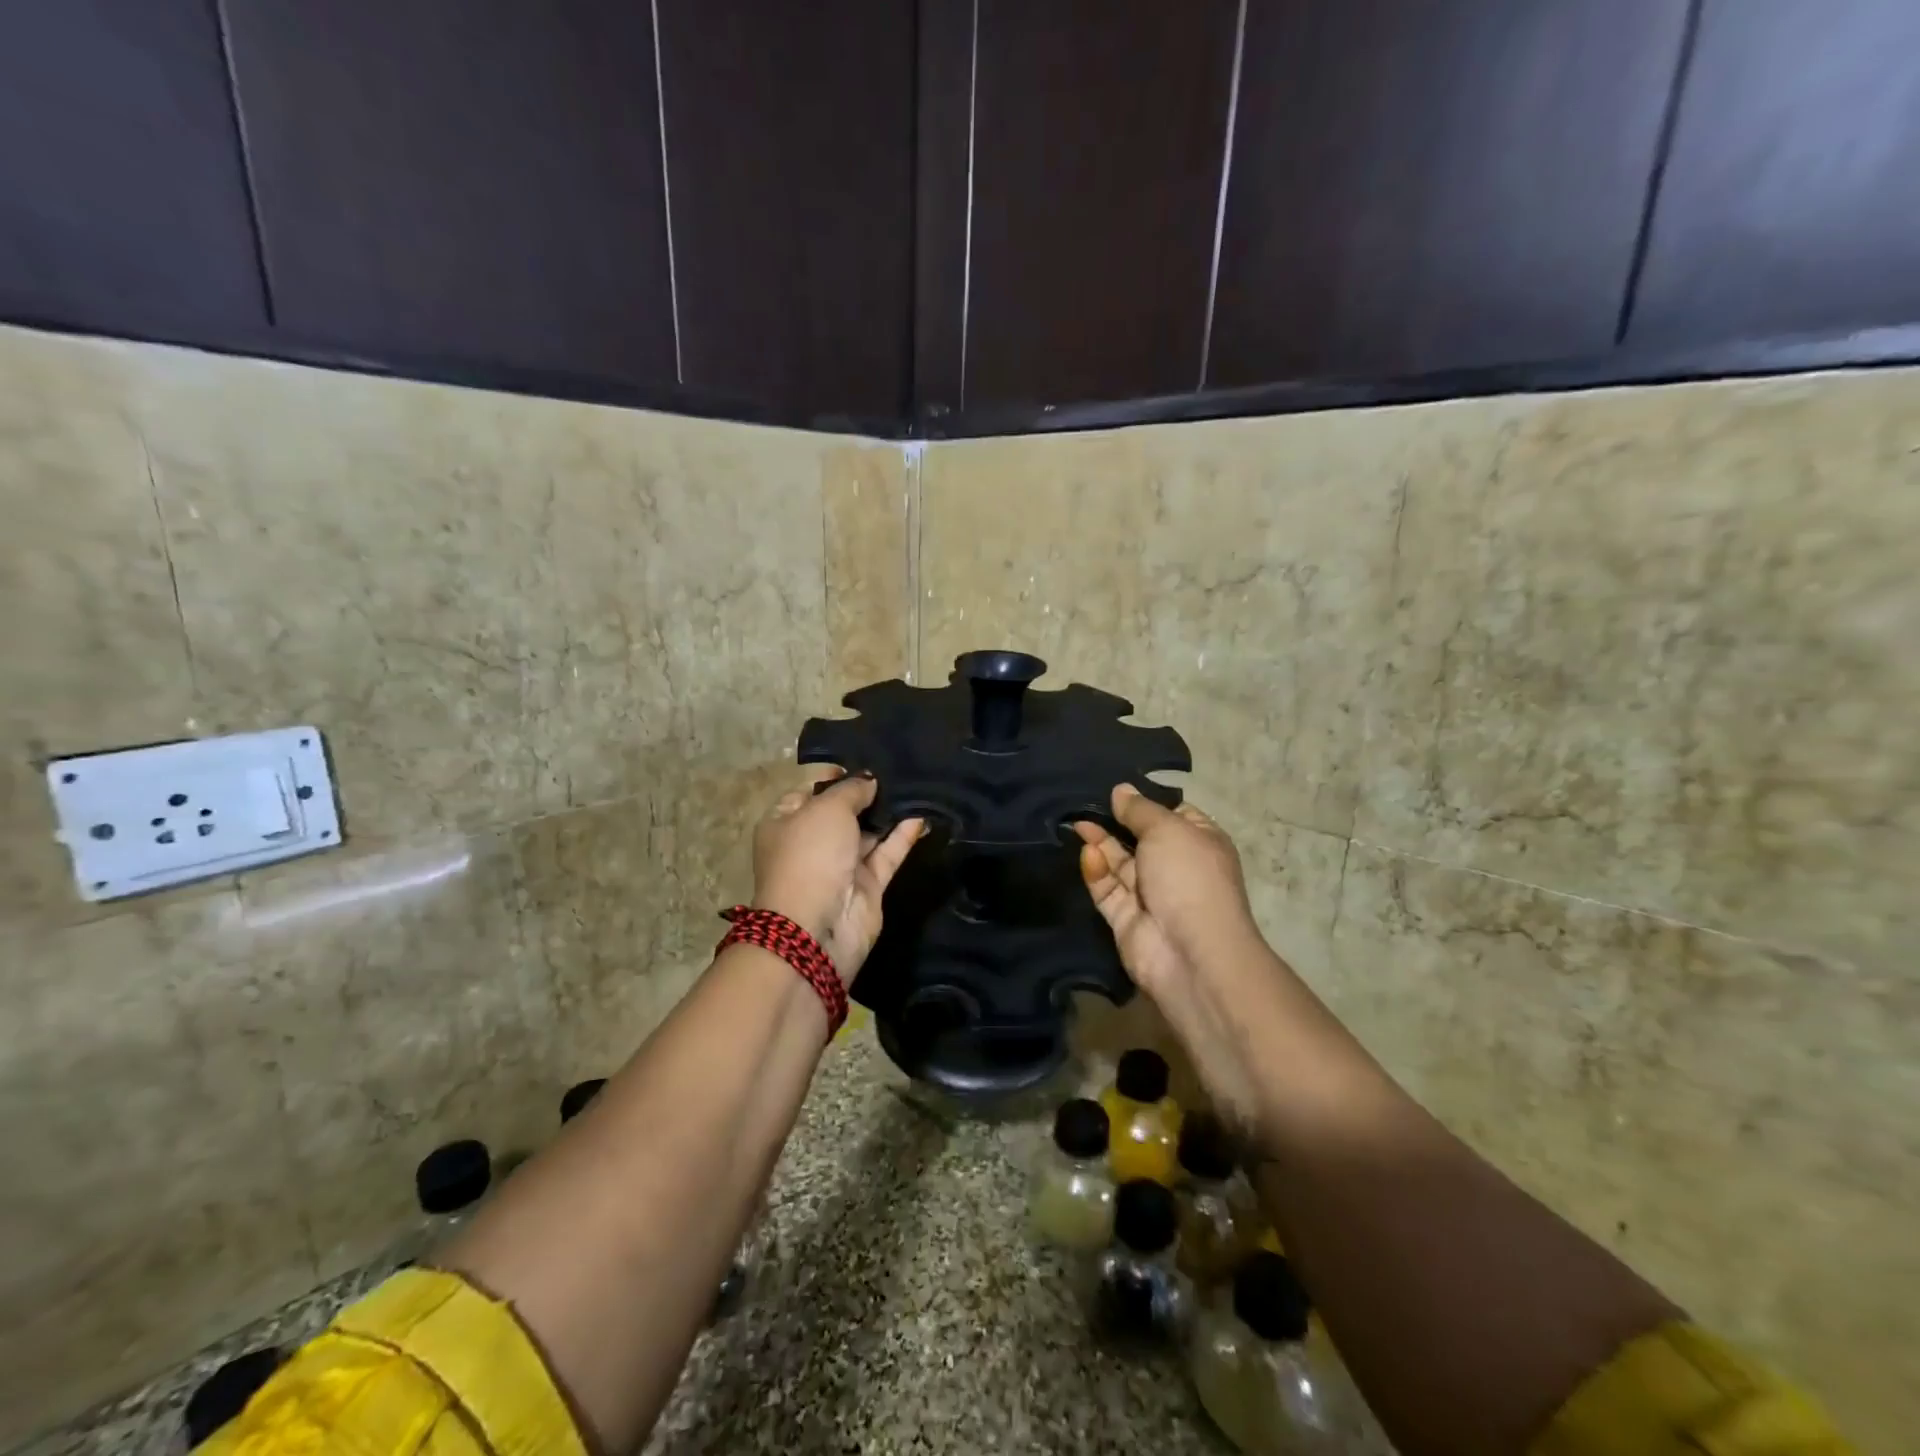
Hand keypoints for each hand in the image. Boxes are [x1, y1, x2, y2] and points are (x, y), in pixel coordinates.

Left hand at [751, 767, 924, 979]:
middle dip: (866, 793)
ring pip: (868, 833)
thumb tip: (869, 781)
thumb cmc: (810, 856)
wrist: (817, 927)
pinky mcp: (868, 886)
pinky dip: (904, 835)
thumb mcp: (827, 809)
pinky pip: (888, 853)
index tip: (862, 761)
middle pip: (841, 812)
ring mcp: (840, 866)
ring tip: (916, 785)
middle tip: (897, 768)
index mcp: (784, 823)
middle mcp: (811, 843)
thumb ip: (851, 790)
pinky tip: (924, 814)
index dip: (832, 776)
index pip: (807, 792)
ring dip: (888, 813)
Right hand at [1072, 784, 1258, 996]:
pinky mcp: (1125, 918)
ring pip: (1119, 862)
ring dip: (1100, 843)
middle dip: (1115, 821)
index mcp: (1199, 842)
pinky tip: (1087, 854)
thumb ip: (1139, 810)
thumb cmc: (1189, 877)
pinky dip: (1097, 872)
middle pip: (1139, 838)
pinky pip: (1107, 888)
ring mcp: (1150, 894)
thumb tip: (1120, 790)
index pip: (1171, 814)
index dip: (1145, 802)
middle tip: (1083, 802)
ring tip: (1076, 824)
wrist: (1190, 952)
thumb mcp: (1167, 829)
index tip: (1115, 789)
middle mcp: (1175, 866)